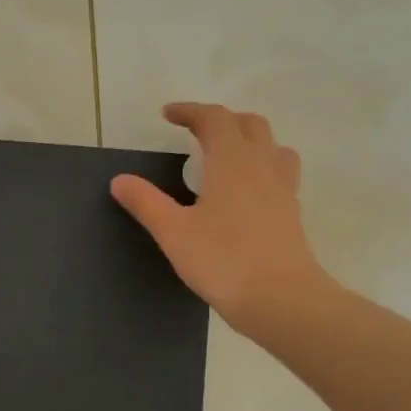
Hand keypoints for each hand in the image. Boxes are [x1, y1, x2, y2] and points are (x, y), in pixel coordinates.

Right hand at [111, 102, 335, 337]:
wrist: (280, 298)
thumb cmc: (222, 260)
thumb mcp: (173, 232)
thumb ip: (146, 203)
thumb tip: (119, 180)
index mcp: (231, 162)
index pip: (214, 119)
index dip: (191, 111)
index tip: (168, 115)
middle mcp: (262, 165)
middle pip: (249, 125)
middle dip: (221, 120)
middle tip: (196, 131)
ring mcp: (282, 188)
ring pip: (272, 146)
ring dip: (249, 139)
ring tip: (228, 154)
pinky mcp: (291, 212)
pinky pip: (280, 172)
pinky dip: (262, 166)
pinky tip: (247, 191)